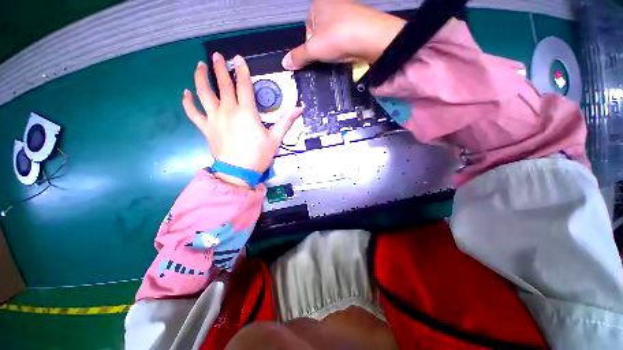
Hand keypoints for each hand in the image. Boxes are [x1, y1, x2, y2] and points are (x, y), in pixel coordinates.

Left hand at [183, 53, 302, 187]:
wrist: (238, 172)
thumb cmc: (258, 156)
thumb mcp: (275, 139)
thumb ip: (286, 121)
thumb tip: (300, 108)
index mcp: (246, 112)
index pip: (243, 85)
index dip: (242, 70)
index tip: (238, 58)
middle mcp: (228, 110)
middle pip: (223, 85)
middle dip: (220, 68)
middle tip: (217, 56)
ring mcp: (214, 119)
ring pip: (203, 93)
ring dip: (201, 77)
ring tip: (200, 66)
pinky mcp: (206, 128)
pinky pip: (193, 112)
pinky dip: (187, 102)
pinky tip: (185, 93)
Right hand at [282, 0, 405, 69]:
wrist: (370, 38)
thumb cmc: (337, 37)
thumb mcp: (313, 49)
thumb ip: (298, 56)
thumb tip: (285, 63)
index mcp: (317, 4)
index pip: (307, 29)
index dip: (309, 45)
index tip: (315, 55)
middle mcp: (333, 3)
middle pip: (320, 33)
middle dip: (321, 47)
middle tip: (326, 55)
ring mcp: (347, 12)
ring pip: (333, 36)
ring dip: (333, 48)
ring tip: (338, 54)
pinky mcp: (358, 23)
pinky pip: (344, 37)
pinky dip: (343, 46)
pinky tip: (346, 52)